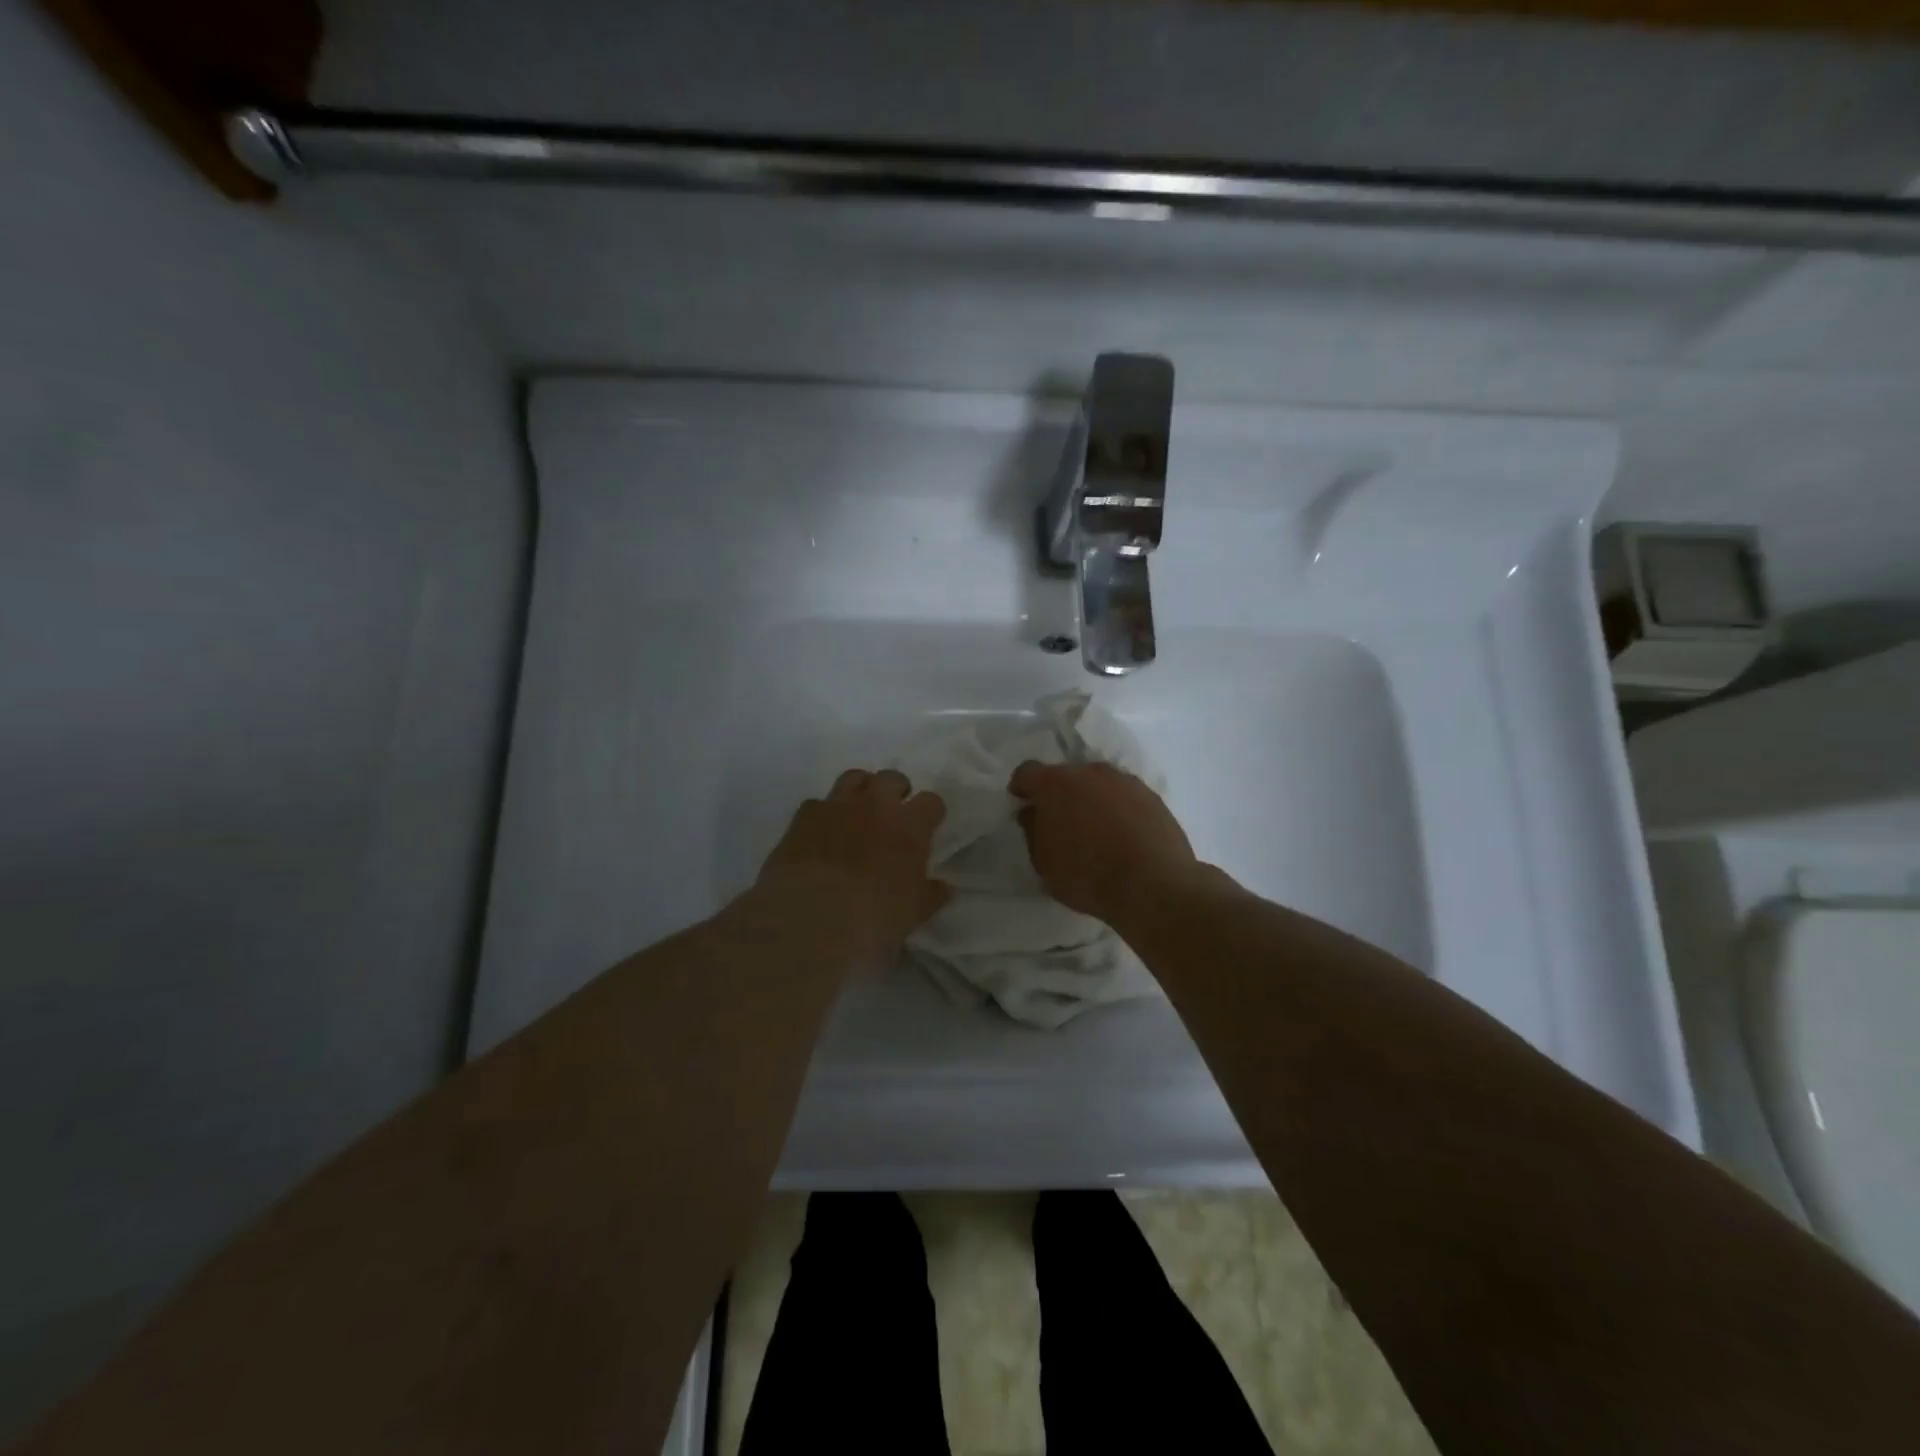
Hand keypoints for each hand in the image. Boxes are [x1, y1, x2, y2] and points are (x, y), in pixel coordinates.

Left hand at [752, 769, 949, 964]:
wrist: (812, 916)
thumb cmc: (874, 916)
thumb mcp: (914, 912)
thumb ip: (931, 894)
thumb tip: (944, 887)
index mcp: (910, 826)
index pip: (931, 802)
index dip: (930, 813)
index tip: (927, 826)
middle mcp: (876, 805)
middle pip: (892, 778)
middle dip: (896, 792)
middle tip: (893, 814)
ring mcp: (838, 805)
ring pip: (854, 777)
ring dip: (861, 790)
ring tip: (858, 812)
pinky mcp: (804, 815)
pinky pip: (818, 803)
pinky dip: (824, 813)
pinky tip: (822, 833)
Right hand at [1008, 761, 1198, 924]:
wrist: (1154, 885)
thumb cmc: (1088, 875)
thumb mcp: (1044, 863)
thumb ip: (1032, 831)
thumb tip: (1032, 813)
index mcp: (1055, 784)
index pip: (1027, 772)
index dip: (1022, 788)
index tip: (1022, 804)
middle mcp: (1089, 772)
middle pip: (1065, 775)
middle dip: (1058, 794)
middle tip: (1059, 822)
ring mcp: (1124, 781)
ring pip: (1097, 783)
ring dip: (1090, 799)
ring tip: (1094, 830)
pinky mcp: (1151, 795)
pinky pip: (1123, 796)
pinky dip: (1117, 809)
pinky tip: (1121, 835)